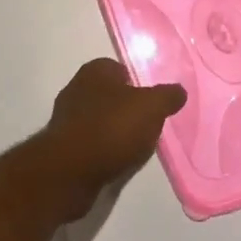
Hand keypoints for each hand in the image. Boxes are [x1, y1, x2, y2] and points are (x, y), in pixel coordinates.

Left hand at [31, 59, 185, 217]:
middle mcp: (76, 88)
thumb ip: (168, 96)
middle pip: (110, 95)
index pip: (120, 69)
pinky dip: (103, 150)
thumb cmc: (112, 128)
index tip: (152, 102)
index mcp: (95, 71)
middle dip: (127, 108)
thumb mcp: (152, 107)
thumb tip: (179, 91)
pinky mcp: (62, 146)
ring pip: (99, 120)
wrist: (70, 171)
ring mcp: (66, 118)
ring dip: (114, 131)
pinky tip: (116, 162)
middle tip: (147, 125)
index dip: (138, 83)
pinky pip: (90, 143)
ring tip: (134, 147)